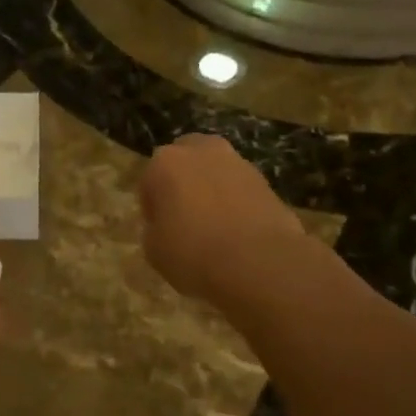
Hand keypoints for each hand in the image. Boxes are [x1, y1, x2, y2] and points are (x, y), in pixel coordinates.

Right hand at [139, 135, 304, 301]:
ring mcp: (237, 162)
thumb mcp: (154, 251)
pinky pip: (240, 186)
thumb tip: (165, 224)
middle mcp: (201, 151)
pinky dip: (236, 200)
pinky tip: (237, 228)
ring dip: (211, 188)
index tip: (159, 229)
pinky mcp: (265, 179)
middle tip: (185, 217)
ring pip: (215, 170)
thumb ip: (154, 228)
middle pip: (185, 161)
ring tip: (214, 224)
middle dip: (183, 182)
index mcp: (165, 163)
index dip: (153, 207)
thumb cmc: (194, 254)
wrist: (259, 263)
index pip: (149, 181)